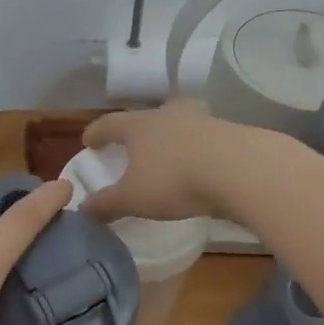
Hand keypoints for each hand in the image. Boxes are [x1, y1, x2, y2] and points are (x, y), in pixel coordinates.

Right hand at [79, 99, 240, 222]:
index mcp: (139, 126)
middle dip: (138, 130)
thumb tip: (83, 209)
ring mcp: (202, 120)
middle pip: (148, 116)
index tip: (87, 141)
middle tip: (133, 143)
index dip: (96, 133)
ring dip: (171, 136)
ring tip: (169, 153)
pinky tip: (200, 165)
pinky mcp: (230, 133)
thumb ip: (106, 204)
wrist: (240, 170)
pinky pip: (205, 138)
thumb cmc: (175, 180)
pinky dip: (197, 149)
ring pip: (180, 123)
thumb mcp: (133, 199)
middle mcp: (169, 115)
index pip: (110, 124)